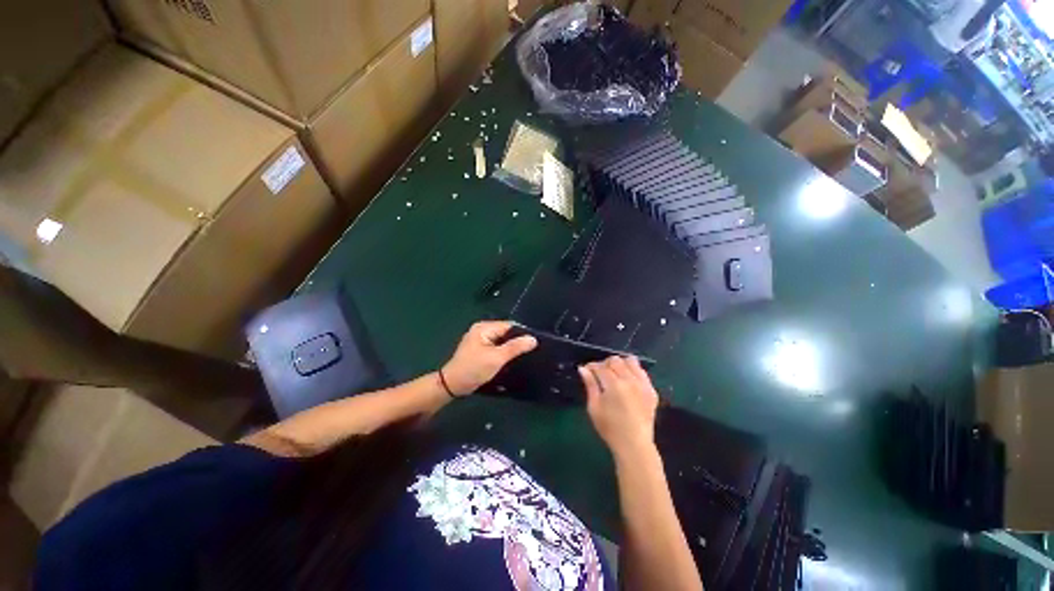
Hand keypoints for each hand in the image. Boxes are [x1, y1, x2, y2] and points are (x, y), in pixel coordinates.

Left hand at [441, 321, 537, 395]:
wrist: (452, 385)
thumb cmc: (473, 369)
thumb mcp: (496, 358)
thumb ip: (515, 347)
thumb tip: (533, 339)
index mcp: (484, 327)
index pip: (509, 326)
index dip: (522, 334)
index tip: (535, 344)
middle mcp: (482, 330)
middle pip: (506, 332)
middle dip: (517, 341)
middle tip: (531, 352)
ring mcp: (480, 339)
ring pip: (502, 341)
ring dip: (510, 348)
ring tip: (524, 356)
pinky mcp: (480, 349)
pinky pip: (496, 347)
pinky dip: (503, 352)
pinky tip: (511, 360)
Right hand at [579, 356, 658, 459]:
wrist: (634, 445)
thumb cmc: (610, 428)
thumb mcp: (594, 407)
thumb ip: (590, 385)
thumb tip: (583, 368)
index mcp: (614, 385)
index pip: (600, 366)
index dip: (591, 366)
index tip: (587, 371)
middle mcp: (630, 380)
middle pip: (615, 360)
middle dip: (605, 363)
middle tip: (600, 373)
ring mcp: (643, 384)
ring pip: (631, 361)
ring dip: (621, 364)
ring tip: (615, 374)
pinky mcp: (651, 390)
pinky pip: (642, 372)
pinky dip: (633, 371)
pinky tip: (628, 380)